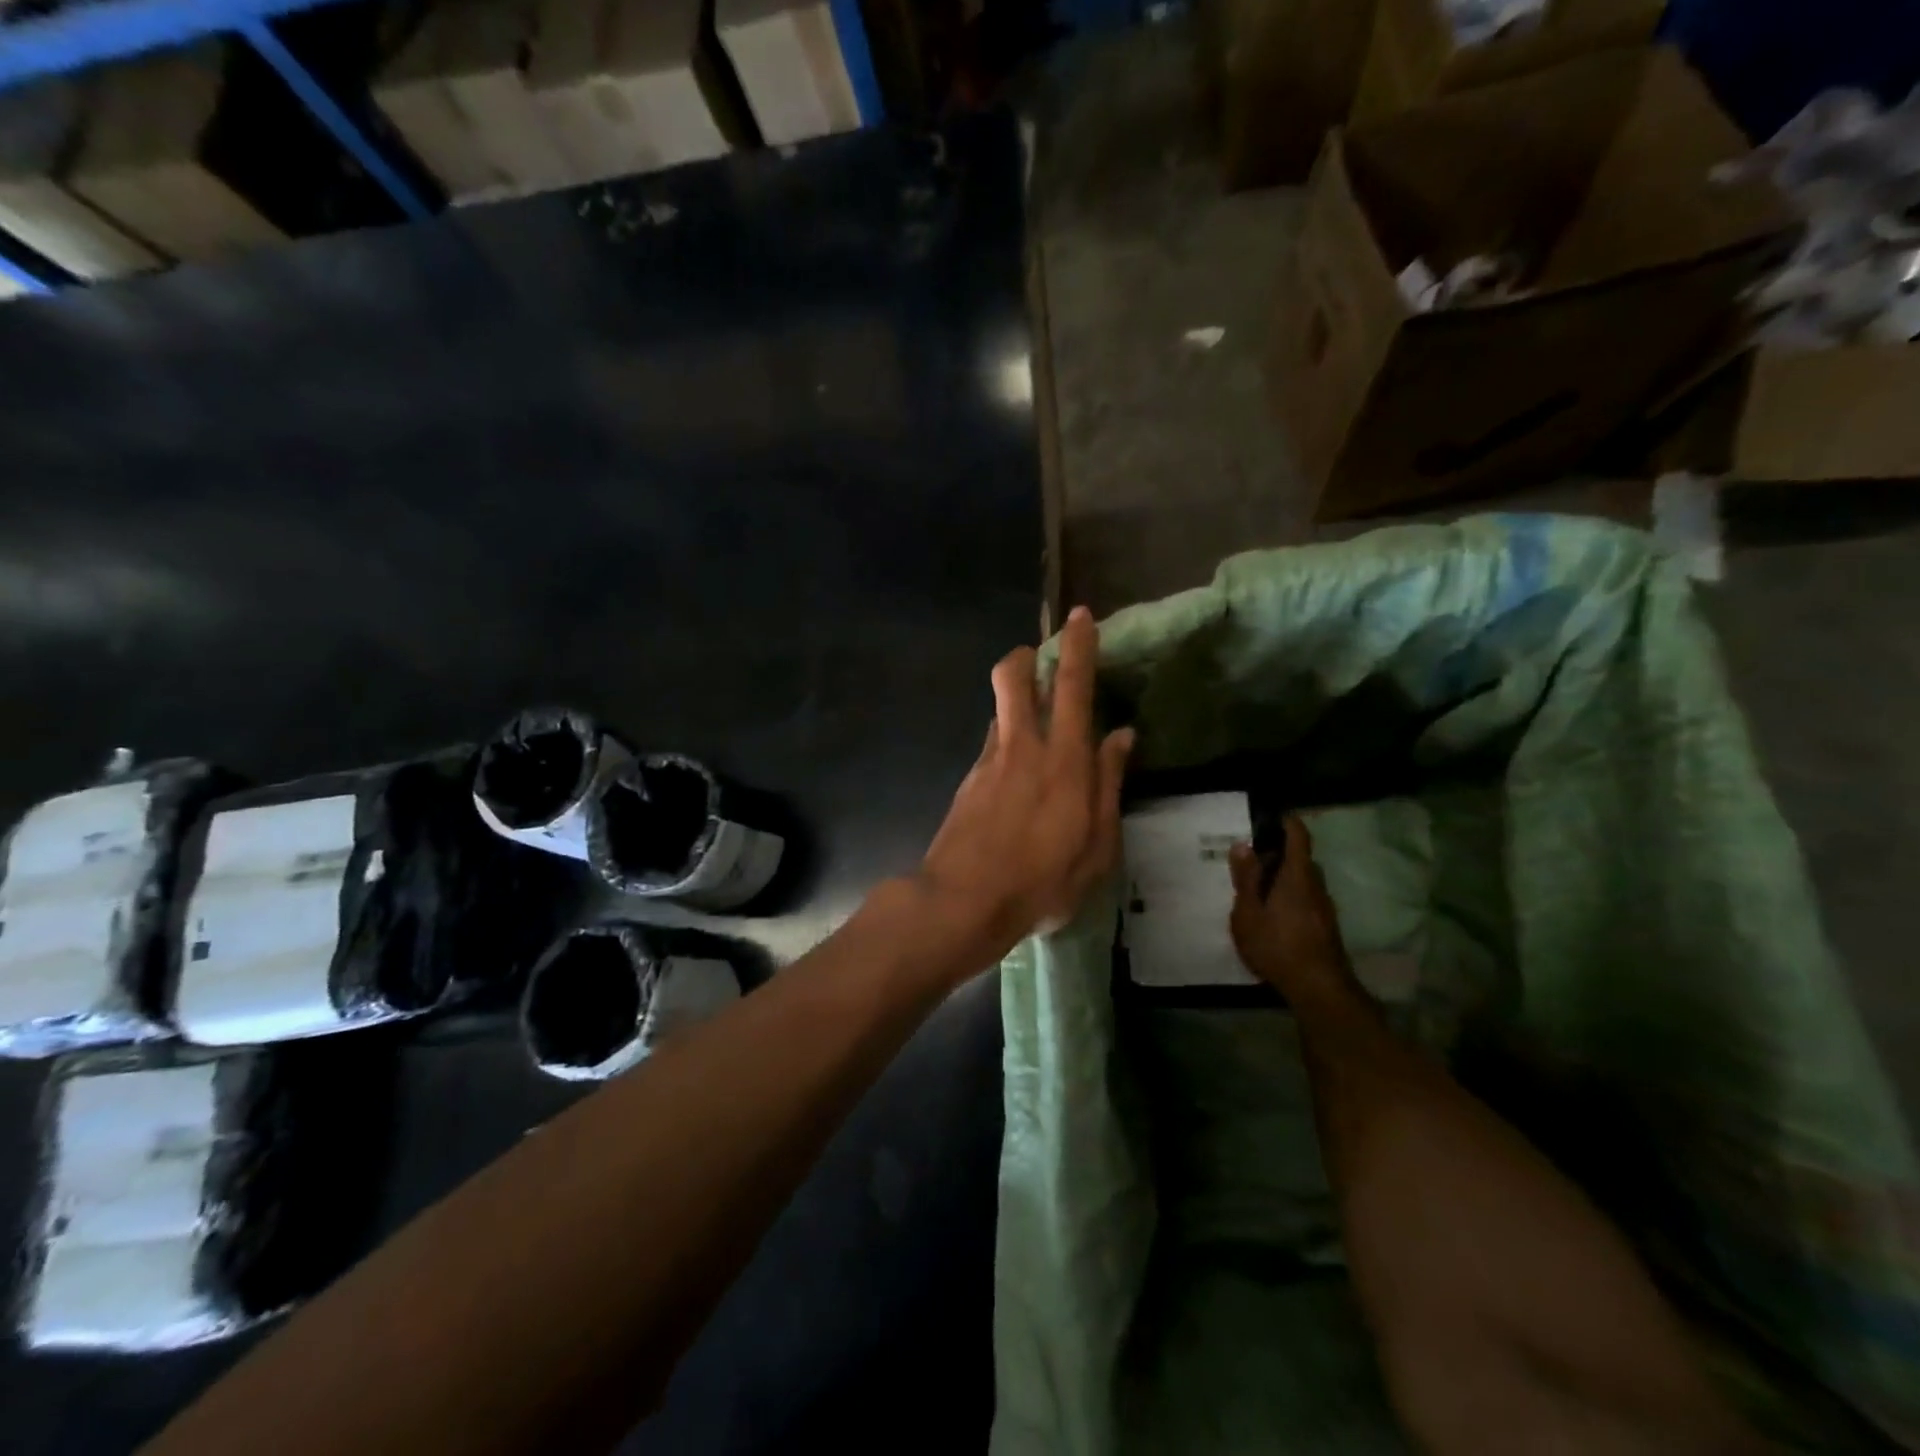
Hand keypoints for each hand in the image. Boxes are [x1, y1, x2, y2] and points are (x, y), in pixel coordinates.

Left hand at [911, 606, 1133, 975]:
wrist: (962, 901)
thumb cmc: (1042, 880)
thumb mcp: (1097, 845)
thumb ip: (1109, 784)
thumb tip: (1122, 736)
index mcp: (1064, 759)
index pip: (1072, 686)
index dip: (1077, 646)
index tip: (1080, 616)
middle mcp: (1022, 747)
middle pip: (1013, 677)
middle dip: (1025, 656)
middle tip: (1039, 660)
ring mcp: (988, 761)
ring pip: (1000, 709)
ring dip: (1015, 702)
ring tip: (1035, 726)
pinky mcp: (967, 782)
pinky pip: (991, 744)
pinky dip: (1006, 742)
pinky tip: (1016, 779)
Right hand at [1228, 816, 1352, 996]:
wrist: (1318, 988)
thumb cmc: (1277, 944)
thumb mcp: (1248, 912)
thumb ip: (1246, 878)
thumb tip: (1244, 845)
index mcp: (1296, 876)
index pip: (1299, 837)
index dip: (1288, 823)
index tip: (1274, 817)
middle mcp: (1316, 886)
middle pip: (1302, 860)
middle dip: (1280, 855)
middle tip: (1253, 859)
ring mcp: (1325, 909)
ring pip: (1305, 882)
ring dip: (1285, 879)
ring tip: (1259, 889)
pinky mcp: (1326, 928)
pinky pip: (1307, 900)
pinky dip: (1291, 898)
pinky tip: (1274, 916)